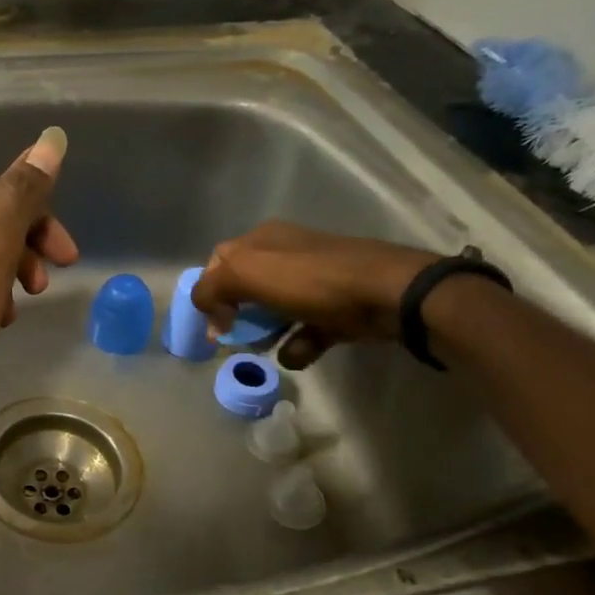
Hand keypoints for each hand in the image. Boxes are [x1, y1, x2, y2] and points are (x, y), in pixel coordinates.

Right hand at [191, 223, 436, 365]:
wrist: (386, 293)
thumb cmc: (310, 280)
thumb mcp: (246, 274)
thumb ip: (211, 289)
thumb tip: (207, 312)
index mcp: (262, 241)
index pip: (218, 262)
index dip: (209, 292)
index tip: (211, 322)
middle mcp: (285, 256)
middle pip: (246, 289)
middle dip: (237, 316)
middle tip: (234, 339)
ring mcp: (313, 282)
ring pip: (274, 311)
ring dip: (265, 334)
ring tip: (264, 350)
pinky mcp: (335, 308)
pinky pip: (305, 330)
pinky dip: (298, 345)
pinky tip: (298, 354)